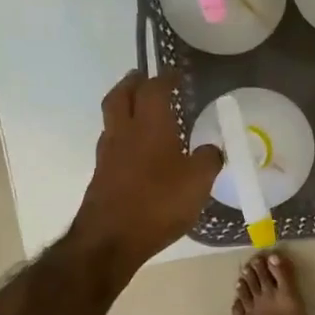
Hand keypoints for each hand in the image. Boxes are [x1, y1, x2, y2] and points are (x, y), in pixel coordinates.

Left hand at [68, 70, 221, 278]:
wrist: (111, 239)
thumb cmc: (159, 203)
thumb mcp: (198, 182)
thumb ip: (208, 160)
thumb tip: (211, 149)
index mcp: (150, 126)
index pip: (154, 89)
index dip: (165, 78)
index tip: (176, 74)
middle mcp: (124, 132)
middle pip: (120, 96)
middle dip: (132, 83)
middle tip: (143, 78)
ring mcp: (108, 154)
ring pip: (112, 118)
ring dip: (124, 107)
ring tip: (141, 111)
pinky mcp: (102, 175)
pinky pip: (113, 143)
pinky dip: (124, 135)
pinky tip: (138, 149)